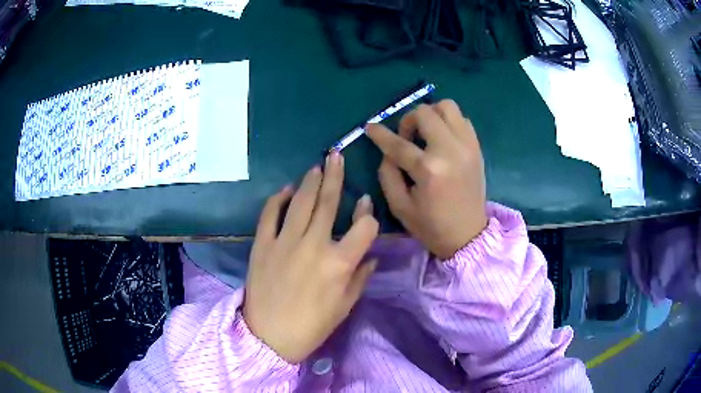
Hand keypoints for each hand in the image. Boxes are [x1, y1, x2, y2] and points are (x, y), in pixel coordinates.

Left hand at [243, 152, 378, 362]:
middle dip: (335, 177)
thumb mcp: (345, 306)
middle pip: (328, 203)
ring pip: (301, 202)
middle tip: (336, 156)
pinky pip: (270, 214)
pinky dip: (279, 199)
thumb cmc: (312, 326)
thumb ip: (360, 277)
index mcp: (340, 263)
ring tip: (317, 165)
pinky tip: (287, 189)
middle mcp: (314, 245)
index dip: (368, 214)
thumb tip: (371, 254)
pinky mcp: (262, 244)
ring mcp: (285, 242)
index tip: (365, 204)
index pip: (364, 227)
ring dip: (310, 181)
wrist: (268, 336)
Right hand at [366, 100, 486, 258]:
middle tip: (406, 137)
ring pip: (447, 107)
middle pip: (424, 113)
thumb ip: (387, 174)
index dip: (379, 133)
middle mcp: (450, 150)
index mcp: (428, 170)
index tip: (370, 127)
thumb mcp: (399, 206)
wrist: (468, 236)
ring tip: (425, 132)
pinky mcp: (477, 148)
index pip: (397, 143)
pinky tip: (442, 138)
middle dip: (408, 120)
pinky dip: (448, 122)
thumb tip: (387, 151)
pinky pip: (462, 119)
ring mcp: (467, 146)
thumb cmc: (431, 226)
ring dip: (431, 114)